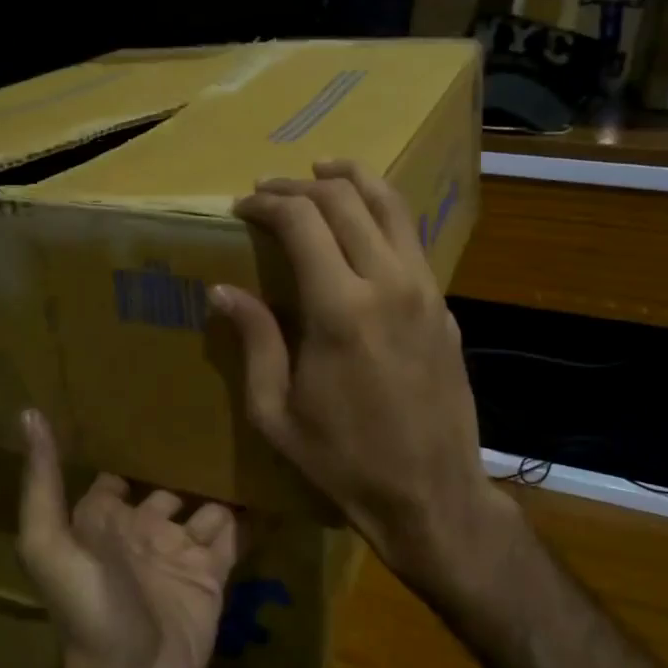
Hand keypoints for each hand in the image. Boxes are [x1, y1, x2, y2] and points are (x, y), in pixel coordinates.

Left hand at [17, 410, 238, 667]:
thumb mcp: (51, 545)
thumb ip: (43, 484)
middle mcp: (145, 529)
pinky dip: (250, 514)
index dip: (133, 442)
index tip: (154, 400)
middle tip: (217, 412)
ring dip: (223, 481)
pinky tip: (270, 482)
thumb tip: (29, 413)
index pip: (119, 470)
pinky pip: (234, 536)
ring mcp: (181, 551)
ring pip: (207, 505)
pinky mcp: (213, 574)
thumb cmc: (89, 610)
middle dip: (187, 456)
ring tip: (250, 439)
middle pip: (169, 482)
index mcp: (106, 520)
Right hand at [212, 161, 506, 596]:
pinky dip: (382, 215)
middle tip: (270, 190)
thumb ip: (254, 340)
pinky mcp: (444, 306)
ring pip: (391, 206)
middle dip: (301, 185)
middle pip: (346, 199)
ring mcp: (425, 291)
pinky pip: (411, 240)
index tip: (242, 206)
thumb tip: (223, 289)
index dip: (267, 203)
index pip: (301, 221)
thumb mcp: (276, 412)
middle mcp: (388, 283)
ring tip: (323, 172)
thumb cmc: (344, 462)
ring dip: (353, 181)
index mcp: (339, 309)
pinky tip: (361, 227)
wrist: (431, 495)